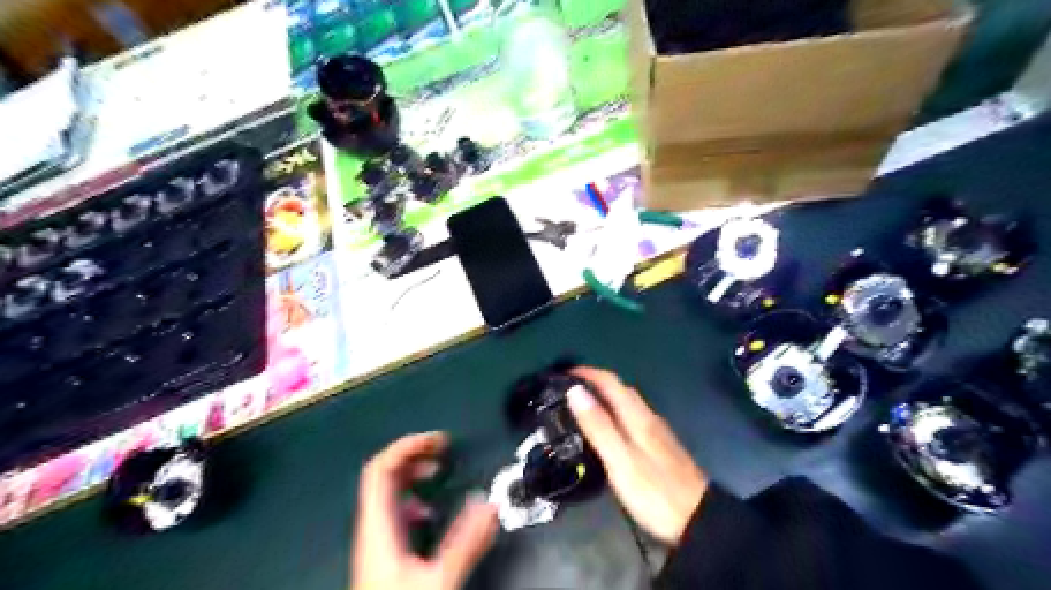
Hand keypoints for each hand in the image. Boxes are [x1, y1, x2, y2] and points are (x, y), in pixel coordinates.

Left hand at [350, 431, 498, 589]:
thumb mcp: (439, 578)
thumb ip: (466, 542)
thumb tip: (490, 503)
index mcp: (379, 525)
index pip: (381, 469)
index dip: (408, 446)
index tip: (440, 441)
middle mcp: (373, 525)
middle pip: (383, 474)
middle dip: (413, 454)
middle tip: (443, 449)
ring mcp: (376, 537)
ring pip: (387, 491)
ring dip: (412, 474)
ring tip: (438, 472)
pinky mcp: (383, 550)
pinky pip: (393, 510)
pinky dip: (412, 498)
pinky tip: (429, 511)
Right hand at [566, 366, 705, 545]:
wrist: (699, 520)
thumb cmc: (654, 492)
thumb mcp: (620, 460)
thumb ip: (598, 426)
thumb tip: (575, 391)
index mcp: (638, 417)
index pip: (610, 382)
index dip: (587, 373)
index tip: (563, 373)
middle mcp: (648, 417)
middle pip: (620, 389)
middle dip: (594, 383)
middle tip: (567, 390)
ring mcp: (656, 432)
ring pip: (627, 403)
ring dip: (604, 397)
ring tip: (580, 406)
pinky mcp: (659, 446)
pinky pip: (631, 417)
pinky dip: (614, 412)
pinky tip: (607, 428)